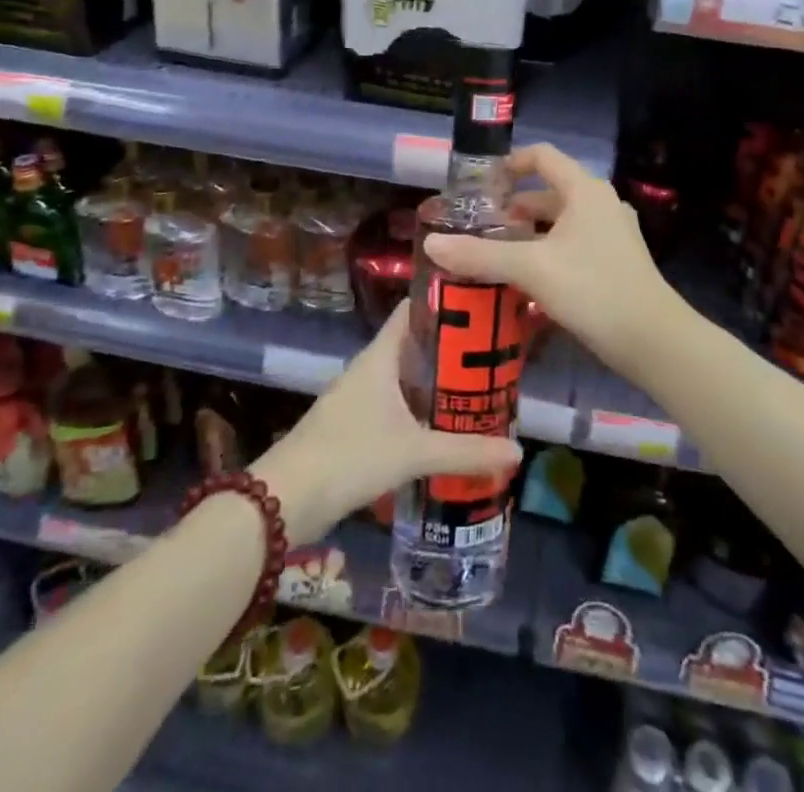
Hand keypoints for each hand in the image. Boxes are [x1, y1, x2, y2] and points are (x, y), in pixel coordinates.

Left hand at [254, 299, 522, 543]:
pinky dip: (420, 408)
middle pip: (414, 345)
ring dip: (436, 381)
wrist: (286, 501)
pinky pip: (395, 404)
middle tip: (494, 353)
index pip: (413, 311)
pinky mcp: (354, 426)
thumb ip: (465, 452)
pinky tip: (444, 426)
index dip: (444, 302)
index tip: (481, 302)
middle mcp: (369, 369)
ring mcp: (359, 397)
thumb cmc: (350, 456)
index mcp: (380, 356)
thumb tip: (517, 450)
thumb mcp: (413, 453)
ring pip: (405, 377)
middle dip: (451, 349)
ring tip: (478, 387)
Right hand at [422, 143, 674, 382]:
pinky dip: (546, 252)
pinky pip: (572, 244)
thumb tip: (432, 243)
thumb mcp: (531, 269)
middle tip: (479, 228)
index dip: (509, 164)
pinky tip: (525, 280)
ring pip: (559, 222)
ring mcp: (611, 233)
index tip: (479, 186)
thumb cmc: (593, 289)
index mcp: (584, 190)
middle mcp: (600, 203)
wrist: (653, 339)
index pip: (542, 156)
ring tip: (494, 255)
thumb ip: (481, 255)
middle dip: (512, 208)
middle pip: (548, 191)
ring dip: (528, 233)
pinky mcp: (615, 260)